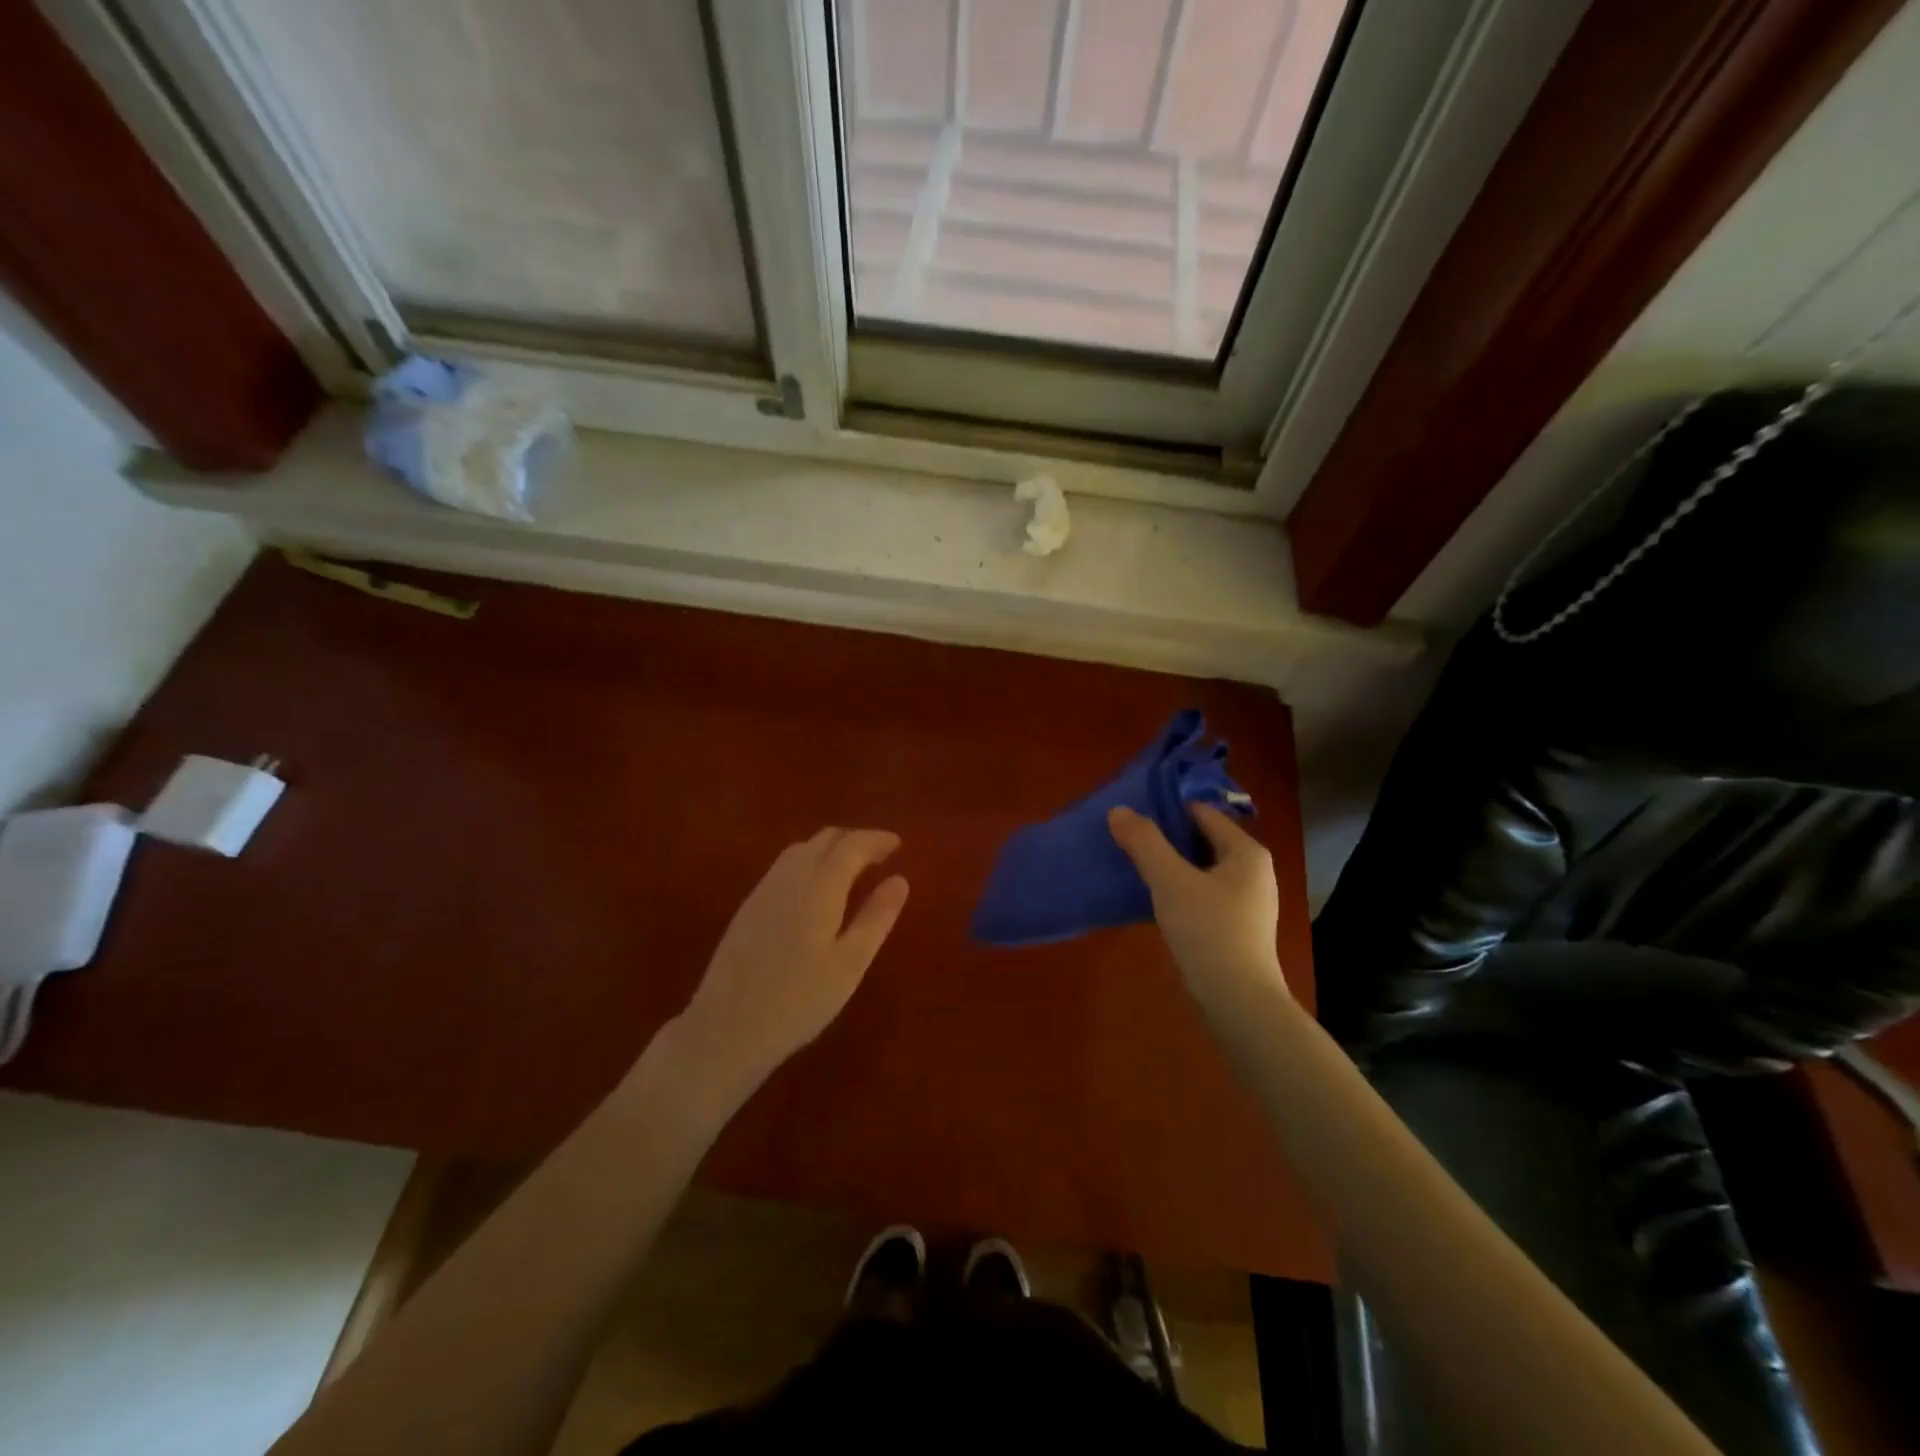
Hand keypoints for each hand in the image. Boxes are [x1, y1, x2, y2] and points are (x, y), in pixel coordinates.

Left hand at [676, 828, 909, 1086]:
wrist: (727, 1027)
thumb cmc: (800, 999)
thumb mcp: (850, 963)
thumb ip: (876, 917)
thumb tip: (900, 880)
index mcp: (819, 886)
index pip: (851, 845)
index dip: (877, 839)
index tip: (898, 844)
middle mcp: (790, 877)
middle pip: (824, 839)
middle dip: (855, 840)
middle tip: (880, 855)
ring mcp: (764, 890)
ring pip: (801, 849)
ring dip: (830, 848)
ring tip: (852, 868)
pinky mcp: (749, 906)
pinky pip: (784, 867)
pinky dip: (809, 862)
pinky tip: (816, 889)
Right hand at [1108, 803, 1289, 1014]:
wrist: (1238, 1002)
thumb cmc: (1208, 931)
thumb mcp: (1170, 881)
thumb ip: (1144, 842)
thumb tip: (1118, 810)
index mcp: (1246, 852)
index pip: (1203, 813)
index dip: (1167, 809)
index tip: (1132, 813)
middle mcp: (1253, 871)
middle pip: (1202, 840)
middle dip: (1166, 838)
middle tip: (1128, 838)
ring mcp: (1247, 901)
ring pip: (1201, 869)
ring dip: (1171, 865)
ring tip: (1135, 865)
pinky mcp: (1237, 926)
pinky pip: (1203, 893)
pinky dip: (1180, 890)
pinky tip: (1154, 899)